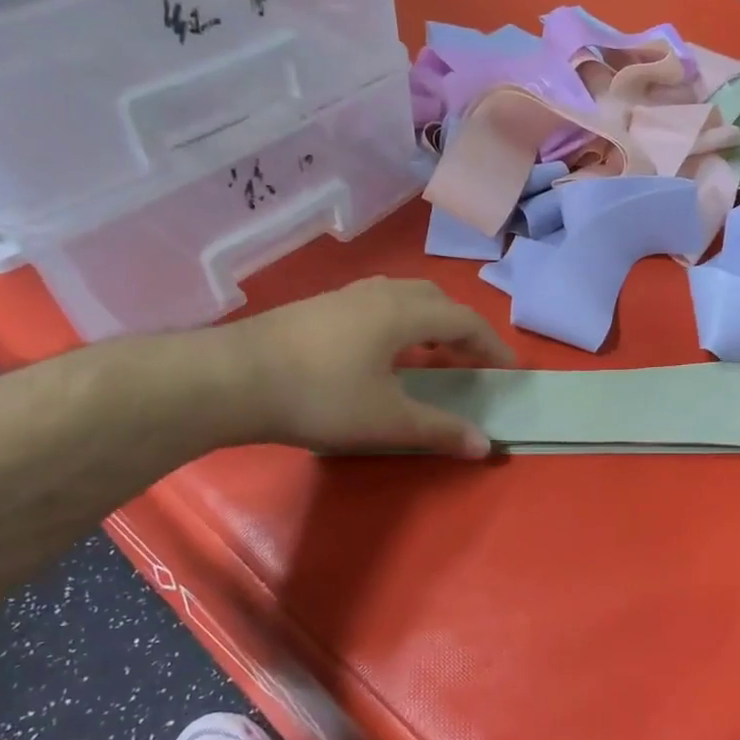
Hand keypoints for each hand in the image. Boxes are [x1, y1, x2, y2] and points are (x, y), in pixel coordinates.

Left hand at [200, 277, 514, 456]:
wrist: (230, 380)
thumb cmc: (320, 397)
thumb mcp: (387, 420)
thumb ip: (440, 429)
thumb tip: (485, 444)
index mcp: (403, 313)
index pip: (464, 321)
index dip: (492, 344)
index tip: (509, 369)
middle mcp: (378, 294)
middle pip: (434, 299)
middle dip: (461, 327)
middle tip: (470, 360)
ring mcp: (343, 296)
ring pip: (402, 297)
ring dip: (428, 321)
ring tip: (430, 353)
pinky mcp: (317, 308)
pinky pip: (376, 305)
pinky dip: (398, 323)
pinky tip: (380, 353)